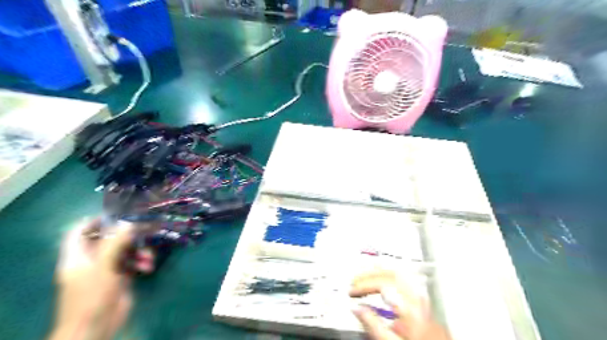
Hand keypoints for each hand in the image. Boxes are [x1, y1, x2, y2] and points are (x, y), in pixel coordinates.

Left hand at [49, 220, 143, 339]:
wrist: (97, 326)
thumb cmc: (92, 295)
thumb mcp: (103, 266)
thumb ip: (115, 243)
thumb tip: (128, 222)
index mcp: (78, 256)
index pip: (79, 231)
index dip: (95, 221)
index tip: (118, 214)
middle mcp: (91, 259)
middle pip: (109, 239)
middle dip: (129, 235)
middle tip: (146, 228)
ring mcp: (107, 268)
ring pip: (125, 250)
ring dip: (140, 250)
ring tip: (149, 257)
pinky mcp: (121, 276)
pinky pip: (133, 261)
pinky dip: (142, 262)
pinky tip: (148, 267)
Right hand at [351, 270, 448, 339]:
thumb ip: (373, 325)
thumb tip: (356, 308)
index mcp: (410, 306)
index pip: (383, 283)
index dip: (364, 284)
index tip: (352, 291)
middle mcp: (418, 297)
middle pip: (391, 273)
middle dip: (369, 275)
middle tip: (353, 282)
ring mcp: (422, 297)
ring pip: (398, 273)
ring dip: (378, 272)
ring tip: (363, 277)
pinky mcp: (422, 300)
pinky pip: (403, 278)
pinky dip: (388, 274)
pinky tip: (381, 278)